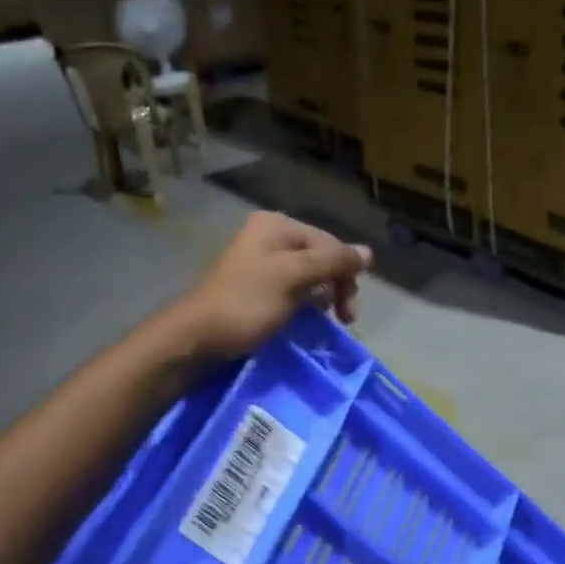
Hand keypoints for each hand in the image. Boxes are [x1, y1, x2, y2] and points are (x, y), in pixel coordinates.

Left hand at [169, 211, 372, 361]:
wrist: (196, 338)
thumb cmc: (246, 303)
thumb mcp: (293, 277)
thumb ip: (332, 262)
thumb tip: (369, 252)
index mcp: (276, 225)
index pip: (329, 243)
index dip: (345, 272)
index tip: (349, 311)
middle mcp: (269, 237)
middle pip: (319, 256)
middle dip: (335, 285)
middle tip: (344, 318)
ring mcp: (260, 262)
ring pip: (308, 274)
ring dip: (323, 296)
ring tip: (328, 319)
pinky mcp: (255, 287)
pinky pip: (292, 289)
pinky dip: (305, 303)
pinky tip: (308, 318)